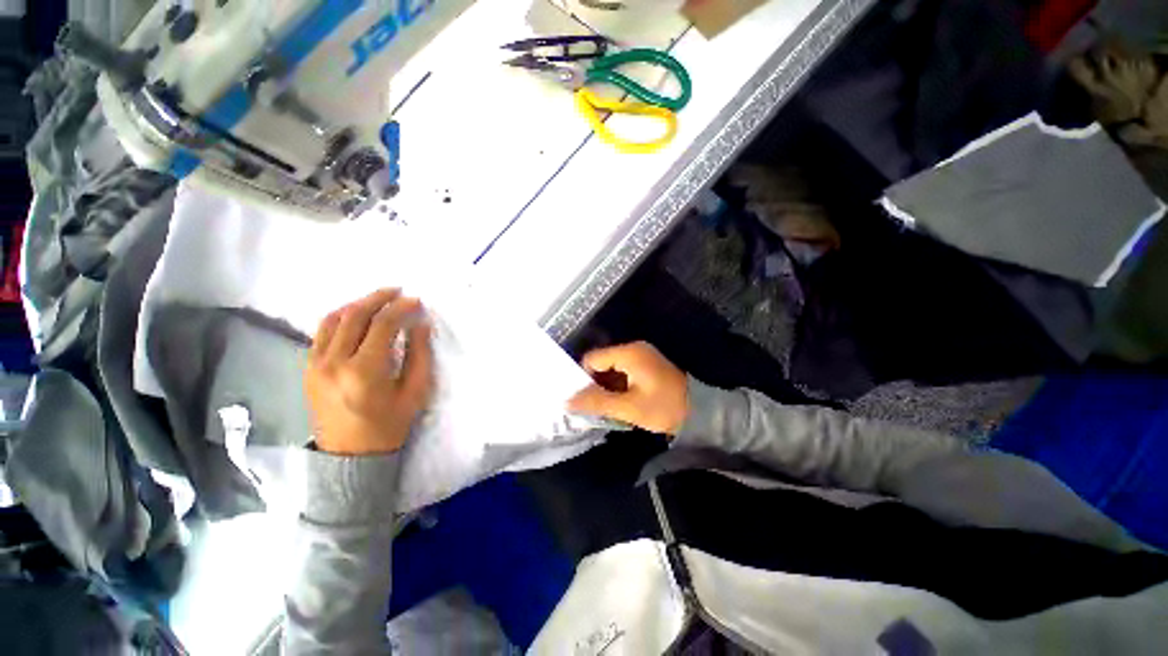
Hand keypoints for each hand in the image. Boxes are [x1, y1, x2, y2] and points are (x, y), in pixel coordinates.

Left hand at [305, 289, 433, 454]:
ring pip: (333, 319)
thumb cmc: (389, 425)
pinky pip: (321, 332)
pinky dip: (340, 317)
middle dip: (378, 298)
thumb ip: (419, 355)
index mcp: (364, 371)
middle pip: (355, 316)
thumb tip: (420, 324)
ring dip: (358, 304)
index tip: (416, 301)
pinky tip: (356, 315)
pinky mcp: (308, 368)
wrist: (349, 455)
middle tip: (397, 291)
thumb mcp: (415, 392)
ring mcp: (315, 364)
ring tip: (378, 299)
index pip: (383, 326)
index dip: (401, 308)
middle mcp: (334, 363)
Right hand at [567, 341, 688, 435]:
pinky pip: (623, 372)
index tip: (585, 399)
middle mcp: (633, 348)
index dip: (584, 378)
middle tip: (594, 406)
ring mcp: (641, 356)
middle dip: (595, 384)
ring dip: (607, 387)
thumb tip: (567, 401)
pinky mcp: (646, 365)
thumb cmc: (664, 407)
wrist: (700, 411)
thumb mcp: (628, 407)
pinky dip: (617, 386)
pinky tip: (619, 402)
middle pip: (601, 362)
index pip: (592, 359)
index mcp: (628, 353)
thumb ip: (597, 402)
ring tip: (606, 407)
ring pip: (611, 369)